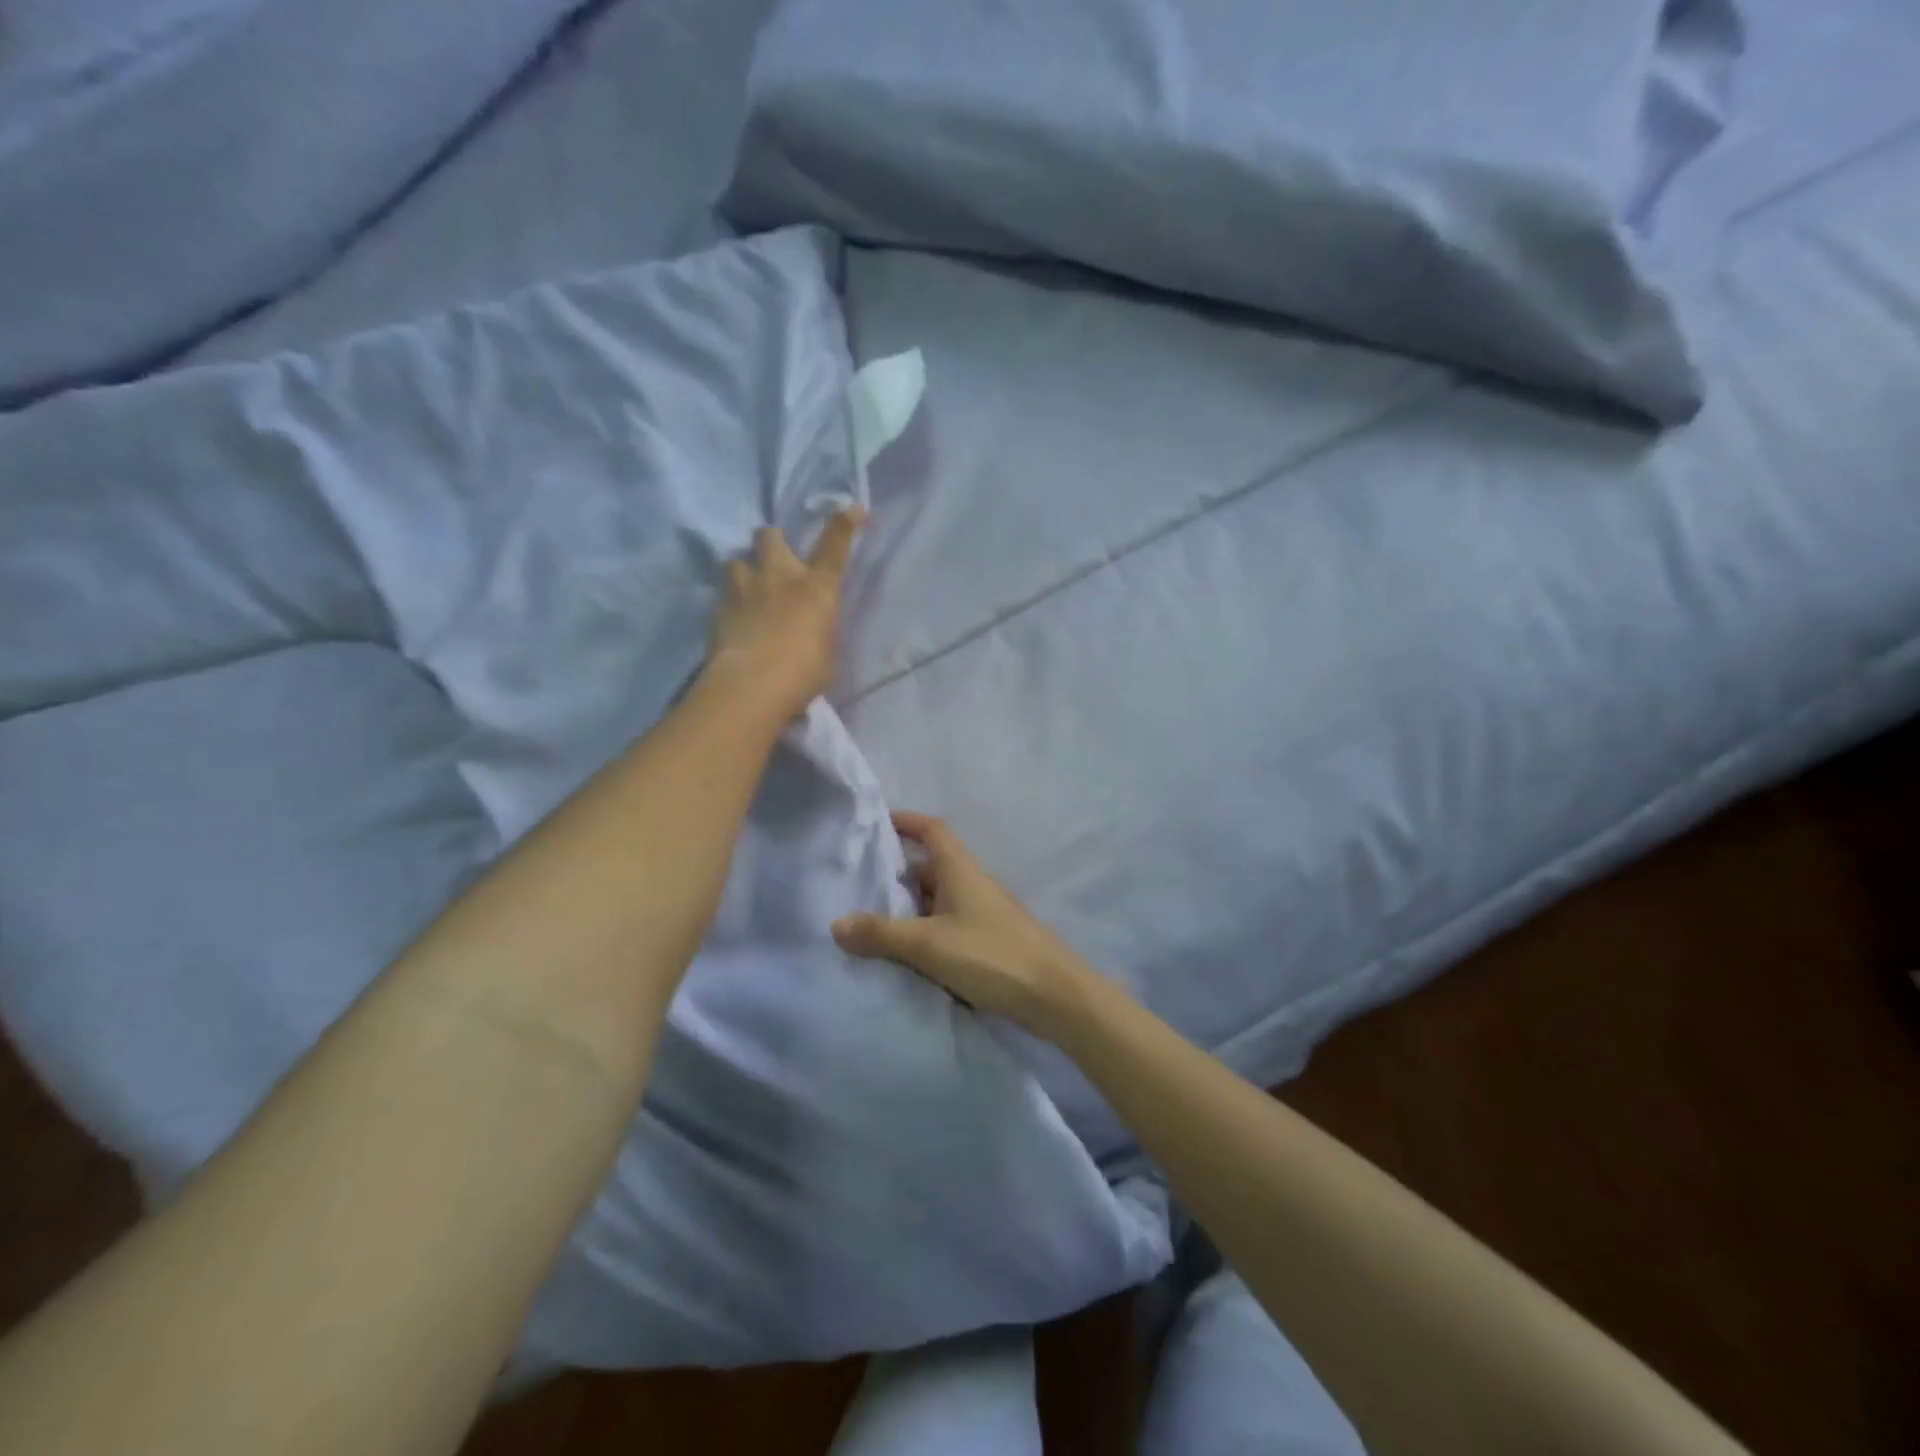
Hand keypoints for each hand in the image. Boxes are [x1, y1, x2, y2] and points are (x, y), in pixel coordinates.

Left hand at [707, 509, 862, 714]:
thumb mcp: (826, 651)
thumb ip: (818, 630)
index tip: (852, 508)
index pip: (835, 546)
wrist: (753, 684)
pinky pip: (722, 592)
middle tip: (773, 558)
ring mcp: (744, 587)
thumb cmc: (803, 673)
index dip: (844, 524)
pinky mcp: (718, 606)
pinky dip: (728, 601)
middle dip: (772, 541)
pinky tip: (731, 620)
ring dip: (743, 569)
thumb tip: (811, 628)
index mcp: (816, 587)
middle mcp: (779, 576)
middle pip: (770, 536)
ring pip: (737, 559)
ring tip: (745, 588)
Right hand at [832, 812, 1094, 1038]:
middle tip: (859, 886)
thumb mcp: (929, 944)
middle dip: (897, 874)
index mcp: (960, 870)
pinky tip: (906, 956)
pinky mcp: (989, 943)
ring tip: (872, 924)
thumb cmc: (991, 955)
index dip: (906, 821)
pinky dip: (926, 934)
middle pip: (931, 868)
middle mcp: (972, 885)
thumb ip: (882, 934)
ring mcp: (983, 915)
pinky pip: (948, 928)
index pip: (932, 830)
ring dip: (910, 908)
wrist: (1055, 996)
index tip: (877, 823)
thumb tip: (836, 924)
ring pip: (938, 901)